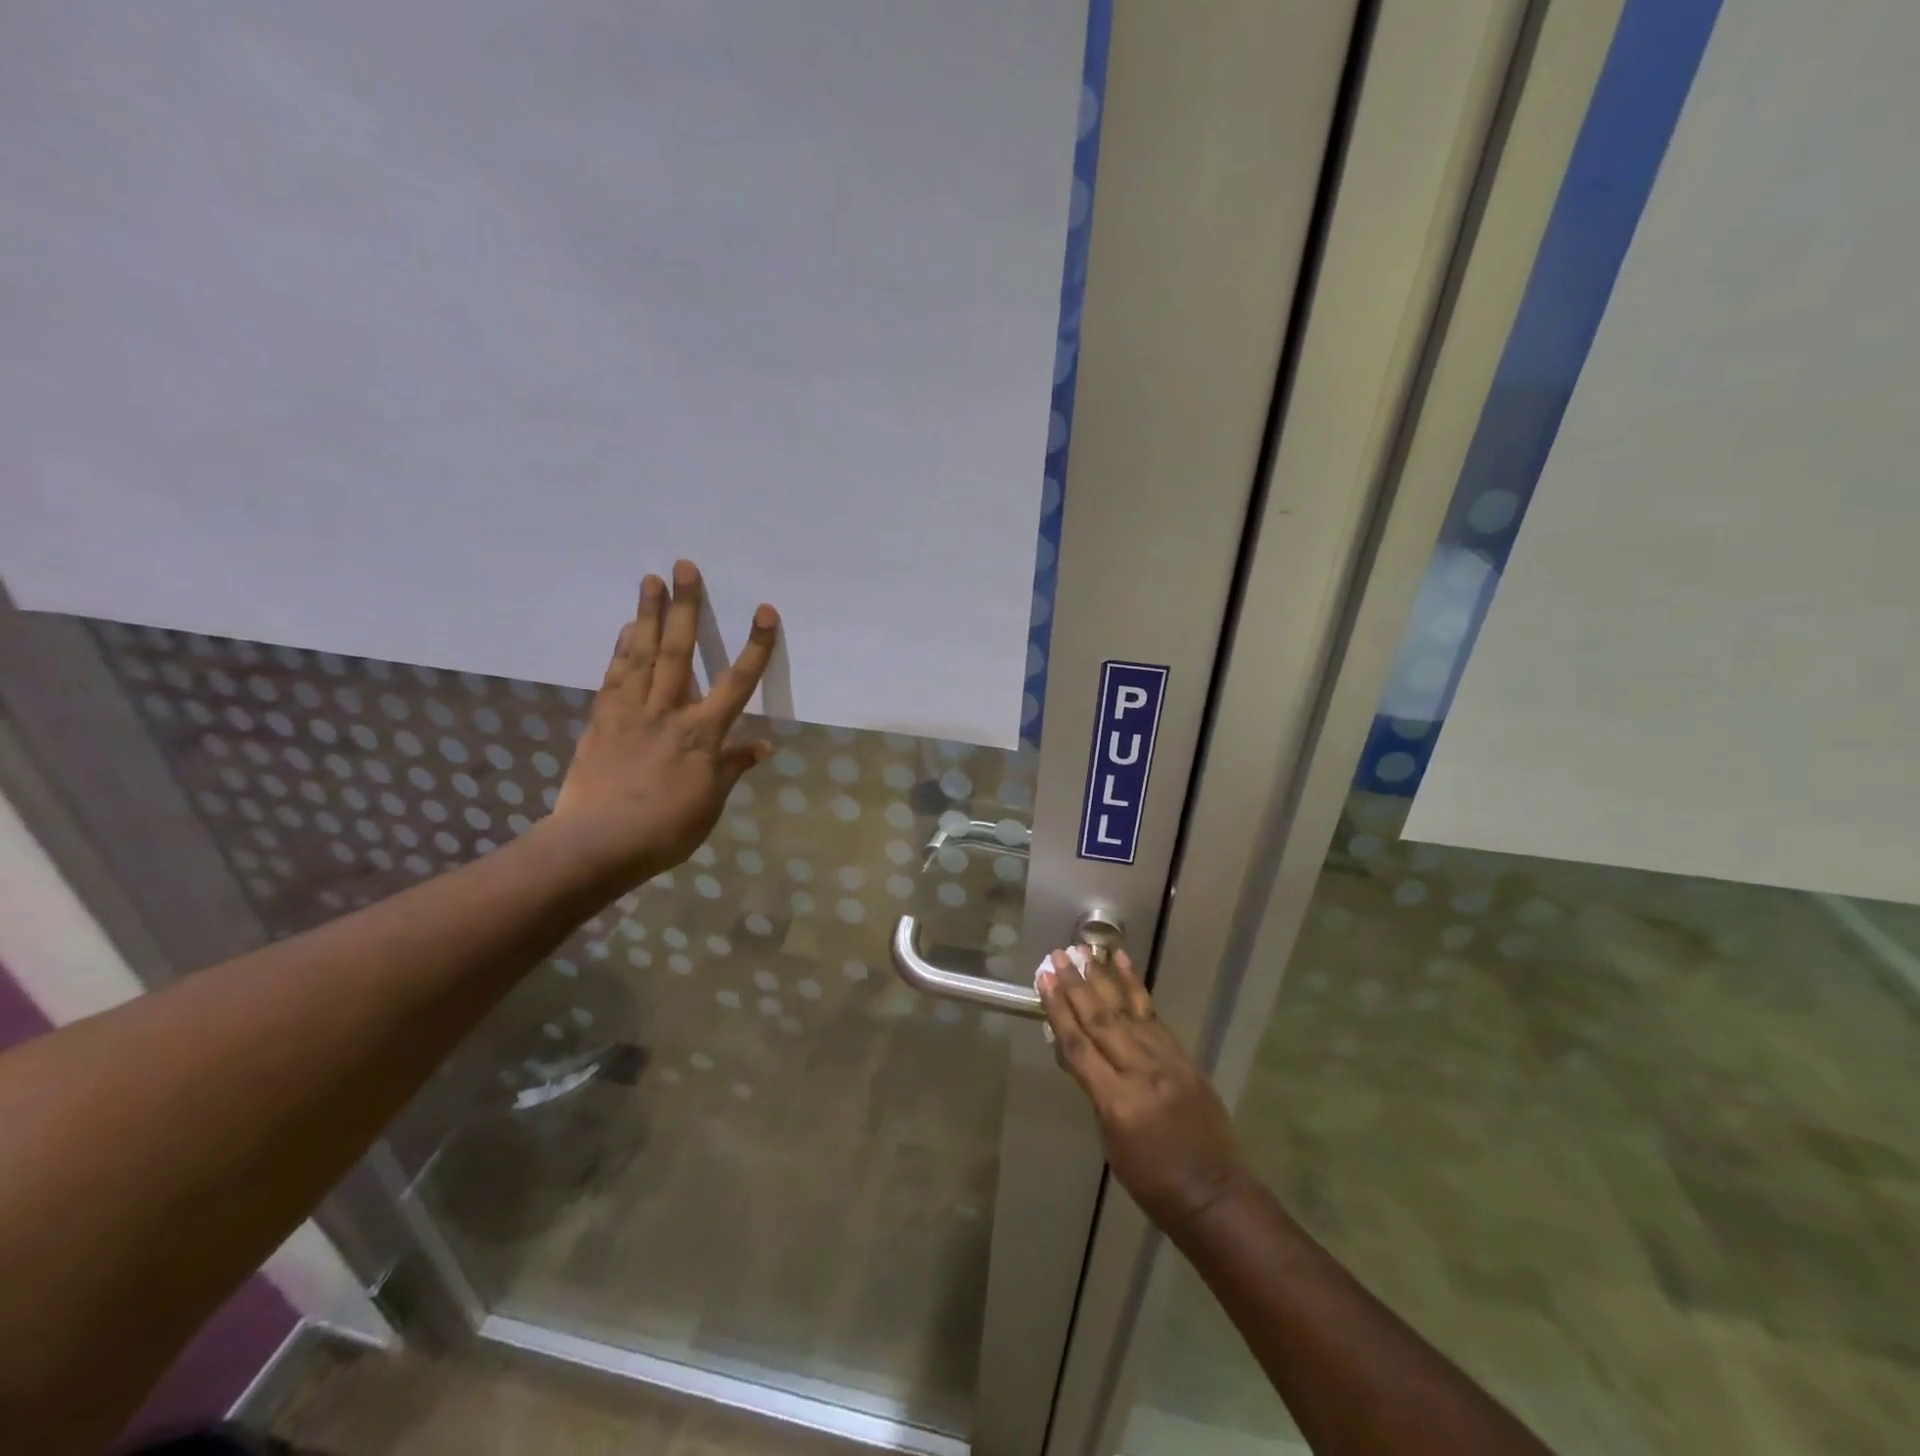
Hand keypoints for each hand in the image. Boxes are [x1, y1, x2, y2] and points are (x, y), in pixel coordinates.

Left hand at [551, 560, 776, 887]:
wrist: (598, 843)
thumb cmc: (666, 829)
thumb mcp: (710, 802)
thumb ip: (732, 768)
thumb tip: (761, 745)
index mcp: (702, 734)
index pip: (736, 682)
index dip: (754, 646)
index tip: (765, 611)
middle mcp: (668, 712)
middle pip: (678, 652)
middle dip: (686, 608)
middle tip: (685, 566)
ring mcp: (630, 713)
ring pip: (641, 656)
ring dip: (646, 615)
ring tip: (650, 579)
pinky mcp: (601, 721)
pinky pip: (613, 677)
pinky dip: (620, 650)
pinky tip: (624, 629)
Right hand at [1039, 948, 1249, 1237]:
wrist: (1214, 1194)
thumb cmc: (1152, 1181)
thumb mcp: (1110, 1142)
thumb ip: (1094, 1091)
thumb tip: (1075, 1053)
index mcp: (1116, 1101)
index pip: (1078, 1046)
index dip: (1058, 1010)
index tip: (1044, 979)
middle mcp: (1140, 1071)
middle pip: (1101, 1019)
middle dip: (1076, 985)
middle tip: (1058, 955)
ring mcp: (1165, 1059)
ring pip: (1127, 1009)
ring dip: (1103, 977)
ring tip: (1085, 950)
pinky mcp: (1182, 1055)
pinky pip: (1152, 1014)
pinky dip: (1135, 987)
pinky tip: (1123, 966)